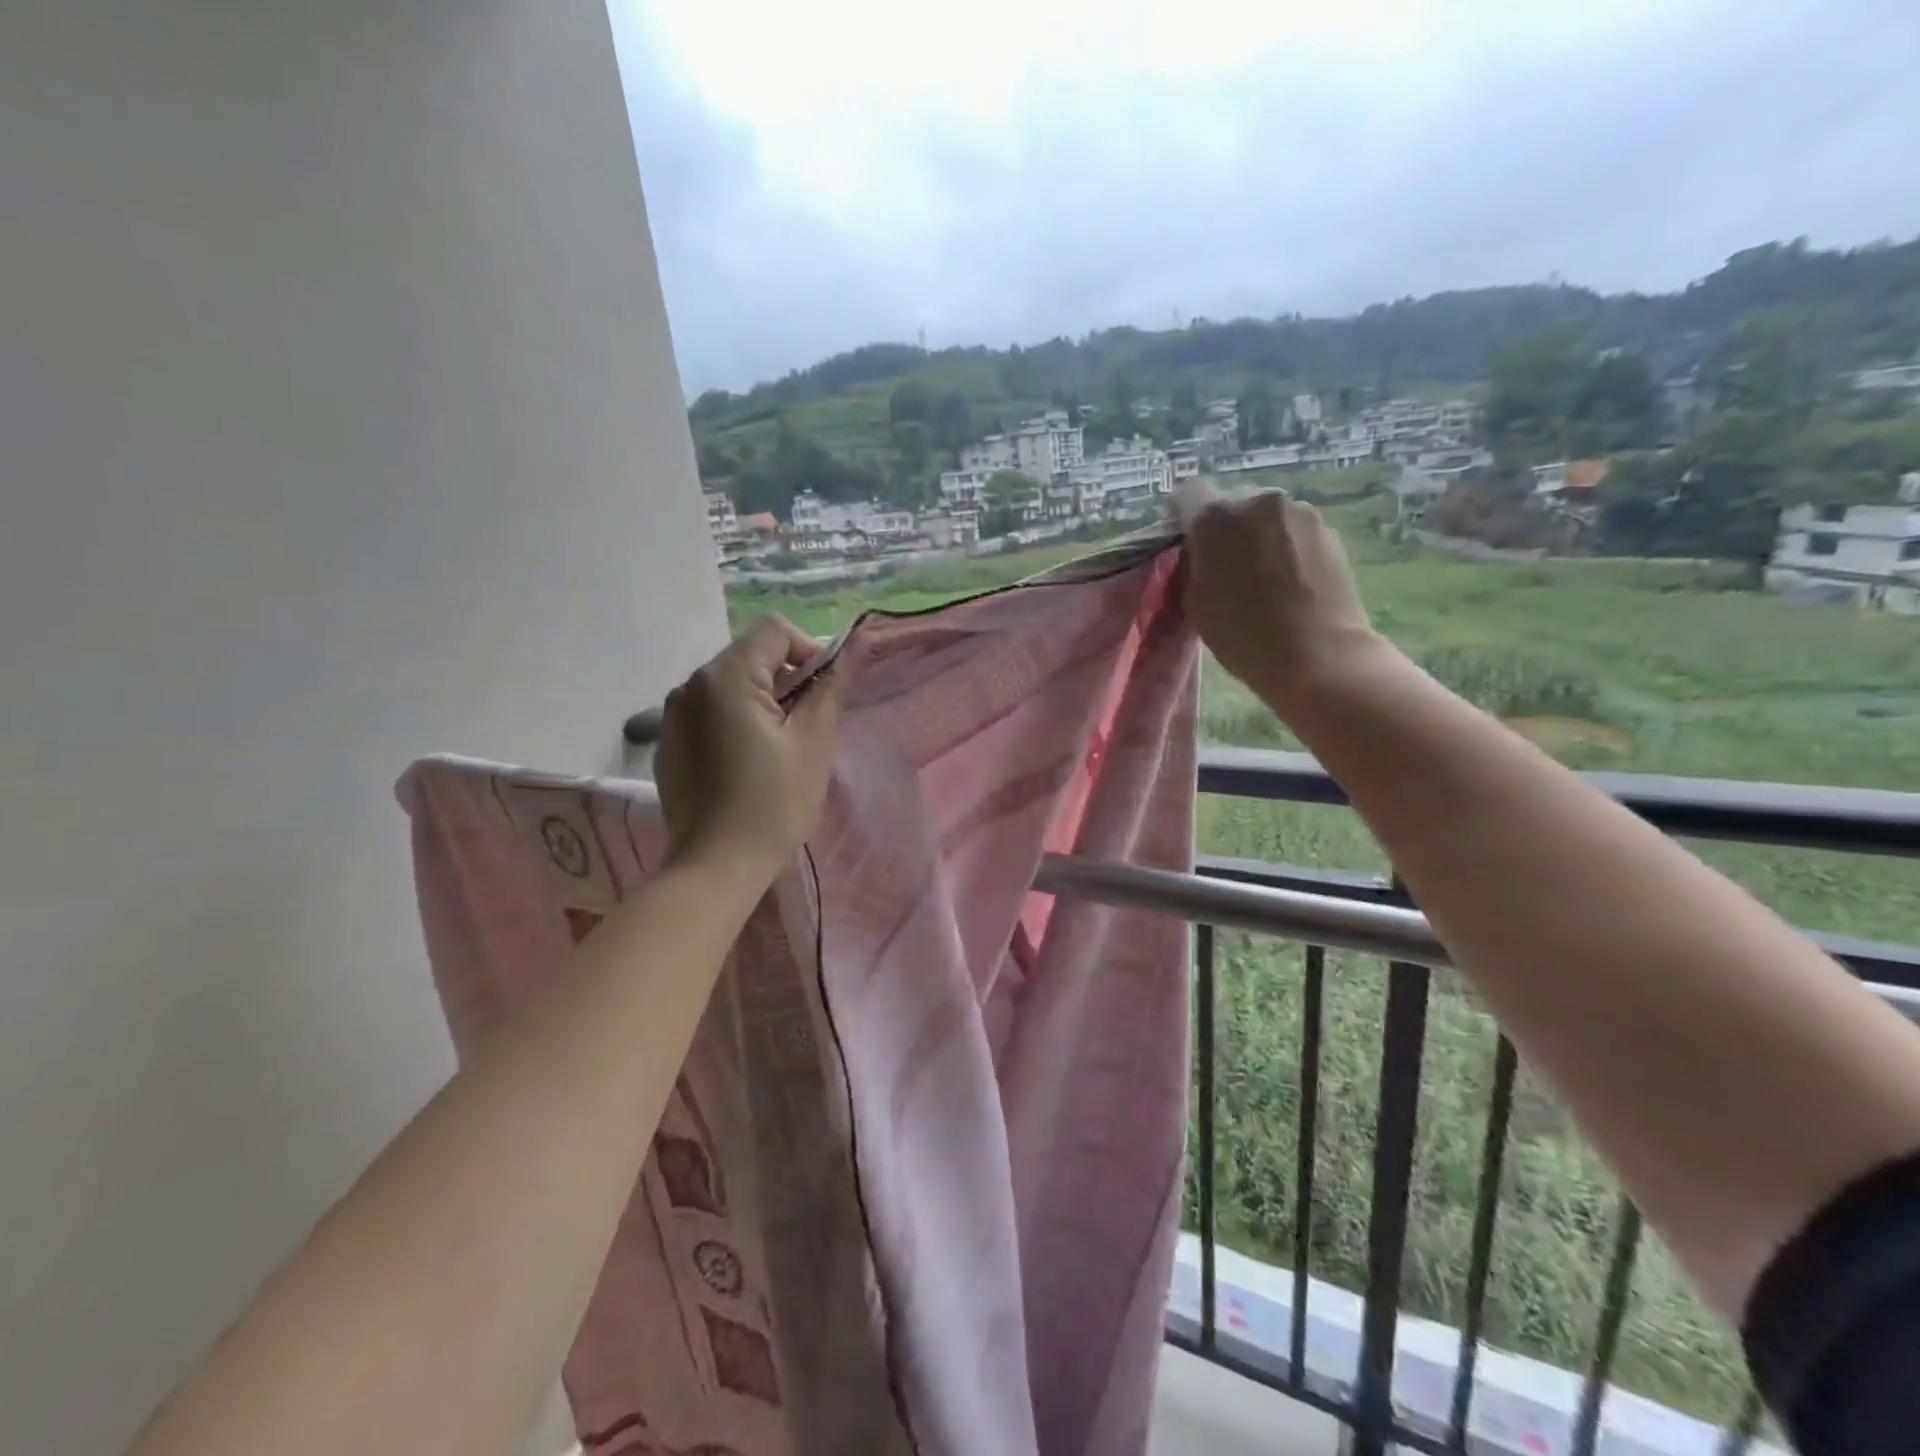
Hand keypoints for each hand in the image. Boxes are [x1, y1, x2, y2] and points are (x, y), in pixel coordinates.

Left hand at [654, 616, 845, 880]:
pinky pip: (708, 713)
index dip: (808, 652)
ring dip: (760, 701)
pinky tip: (744, 765)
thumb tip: (855, 647)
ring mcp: (671, 715)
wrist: (716, 867)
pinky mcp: (667, 743)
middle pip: (749, 656)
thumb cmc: (773, 804)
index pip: (774, 631)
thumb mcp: (813, 743)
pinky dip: (733, 722)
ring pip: (729, 685)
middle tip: (805, 726)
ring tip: (777, 748)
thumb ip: (830, 687)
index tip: (822, 695)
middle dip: (785, 680)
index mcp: (725, 677)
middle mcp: (689, 685)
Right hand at [1177, 482, 1386, 717]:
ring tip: (1263, 577)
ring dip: (1258, 536)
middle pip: (1231, 502)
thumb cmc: (1242, 634)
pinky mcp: (1328, 529)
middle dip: (1225, 528)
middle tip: (1226, 565)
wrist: (1317, 655)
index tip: (1187, 543)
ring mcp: (1299, 512)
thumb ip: (1194, 565)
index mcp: (1214, 517)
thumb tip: (1203, 553)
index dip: (1183, 517)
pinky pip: (1294, 531)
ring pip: (1265, 516)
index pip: (1188, 494)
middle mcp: (1257, 500)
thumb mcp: (1195, 602)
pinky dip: (1286, 548)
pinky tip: (1290, 582)